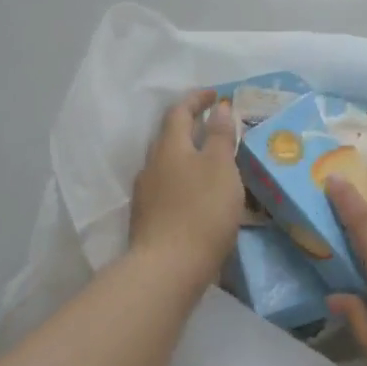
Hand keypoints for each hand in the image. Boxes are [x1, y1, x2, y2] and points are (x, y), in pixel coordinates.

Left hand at [128, 90, 242, 287]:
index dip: (197, 99)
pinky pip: (168, 188)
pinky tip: (199, 195)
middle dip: (191, 127)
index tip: (216, 94)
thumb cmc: (200, 211)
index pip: (179, 111)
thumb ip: (219, 135)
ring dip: (188, 156)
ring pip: (168, 164)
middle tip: (216, 126)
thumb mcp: (220, 167)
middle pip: (170, 136)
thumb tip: (218, 107)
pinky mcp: (147, 220)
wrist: (166, 270)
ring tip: (212, 163)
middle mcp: (152, 165)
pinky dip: (185, 181)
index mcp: (169, 147)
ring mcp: (146, 194)